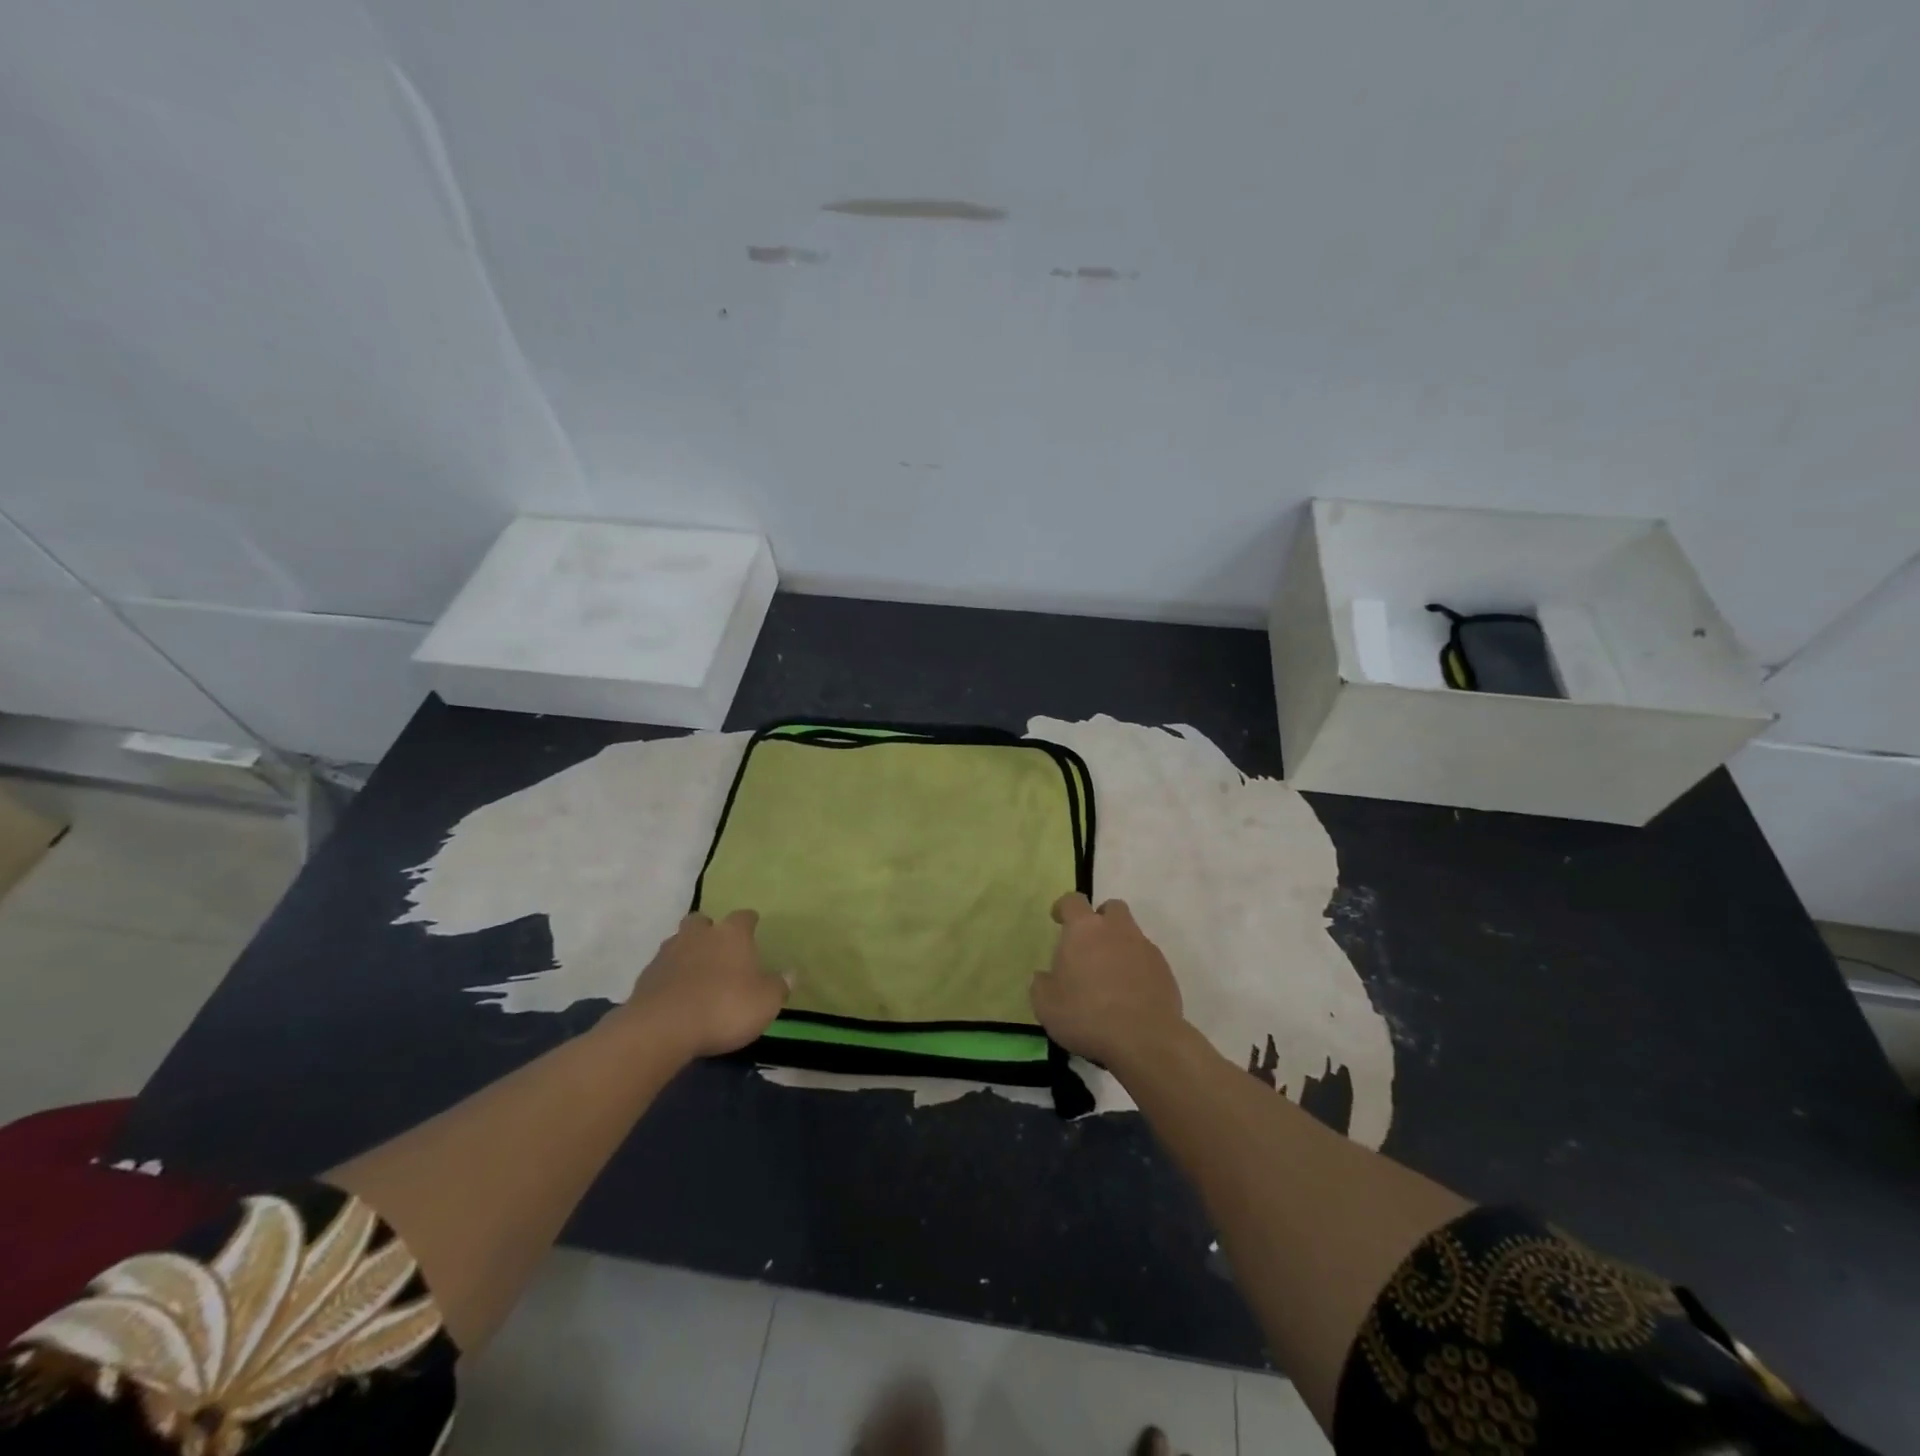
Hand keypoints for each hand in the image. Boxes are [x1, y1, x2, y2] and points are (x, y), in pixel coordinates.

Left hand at [619, 910, 787, 1058]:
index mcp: (731, 934)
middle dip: (710, 931)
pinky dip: (670, 977)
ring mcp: (668, 953)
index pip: (744, 917)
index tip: (754, 931)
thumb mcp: (765, 1002)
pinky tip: (678, 996)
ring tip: (697, 975)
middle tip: (719, 951)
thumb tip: (791, 973)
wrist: (662, 1029)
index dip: (750, 923)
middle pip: (703, 922)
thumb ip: (779, 985)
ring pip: (680, 942)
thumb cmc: (724, 1008)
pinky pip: (663, 969)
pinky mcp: (646, 976)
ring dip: (688, 953)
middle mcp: (699, 935)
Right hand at [1030, 893, 1184, 1068]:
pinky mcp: (1165, 971)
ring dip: (1120, 947)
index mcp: (1084, 929)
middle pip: (1111, 909)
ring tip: (1110, 978)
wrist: (1145, 1040)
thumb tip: (1045, 977)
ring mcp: (1145, 949)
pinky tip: (1130, 996)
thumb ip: (1042, 984)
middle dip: (1100, 920)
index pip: (1073, 901)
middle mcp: (1117, 930)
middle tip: (1089, 945)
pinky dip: (1137, 970)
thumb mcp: (1046, 1005)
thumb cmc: (1087, 1015)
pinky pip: (1147, 961)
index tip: (1058, 920)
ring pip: (1132, 935)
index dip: (1064, 907)